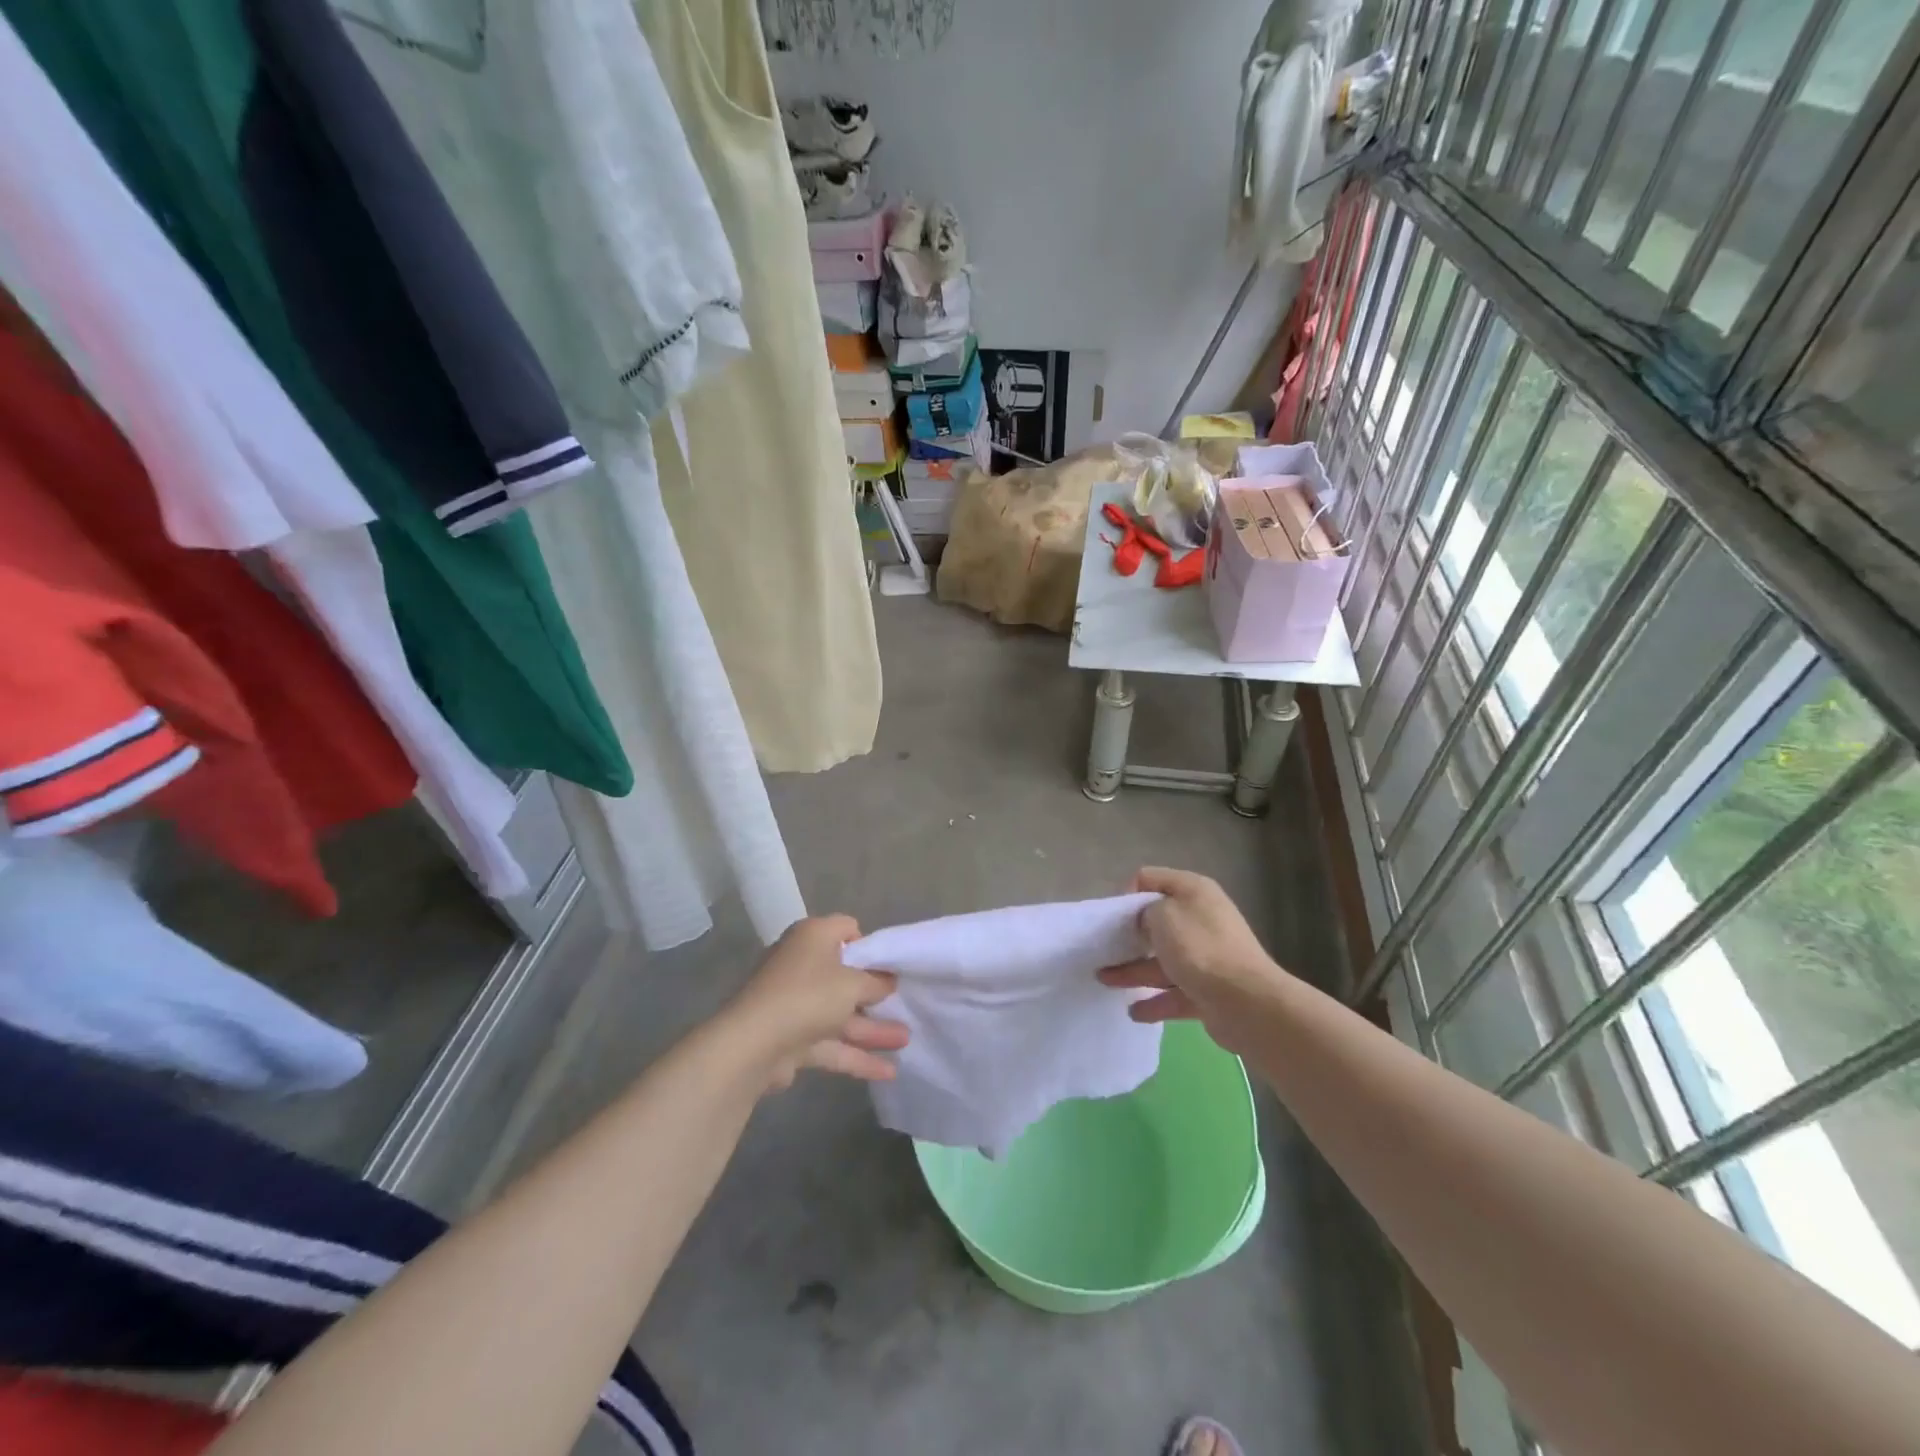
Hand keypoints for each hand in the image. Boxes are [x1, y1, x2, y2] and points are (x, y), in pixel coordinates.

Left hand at [725, 915, 908, 1090]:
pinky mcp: (792, 1038)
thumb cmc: (808, 996)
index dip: (870, 946)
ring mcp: (795, 1003)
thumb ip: (876, 982)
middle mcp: (802, 964)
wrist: (753, 1045)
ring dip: (872, 1028)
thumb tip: (888, 981)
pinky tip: (888, 1072)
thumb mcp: (853, 984)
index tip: (889, 966)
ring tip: (907, 1041)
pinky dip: (856, 1055)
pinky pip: (830, 1043)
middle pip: (845, 975)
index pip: (847, 929)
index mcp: (813, 937)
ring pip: (840, 1013)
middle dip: (875, 994)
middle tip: (904, 1004)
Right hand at [1098, 867, 1289, 1053]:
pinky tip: (1134, 1012)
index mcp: (1194, 892)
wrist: (1246, 1002)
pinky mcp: (1209, 990)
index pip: (1150, 879)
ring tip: (1104, 980)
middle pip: (1157, 922)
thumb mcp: (1162, 916)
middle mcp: (1202, 918)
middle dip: (1129, 936)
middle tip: (1104, 948)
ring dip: (1133, 970)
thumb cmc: (1199, 949)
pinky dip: (1154, 1001)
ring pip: (1162, 960)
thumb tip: (1146, 922)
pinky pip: (1174, 992)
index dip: (1127, 894)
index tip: (1112, 918)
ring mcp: (1207, 957)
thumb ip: (1145, 911)